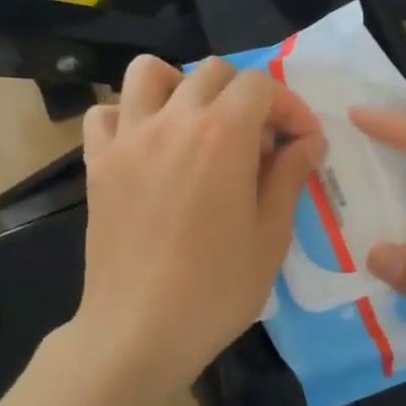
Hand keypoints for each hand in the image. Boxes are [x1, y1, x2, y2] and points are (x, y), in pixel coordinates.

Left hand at [76, 55, 325, 400]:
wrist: (139, 331)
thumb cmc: (216, 290)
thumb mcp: (271, 236)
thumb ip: (290, 176)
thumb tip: (307, 141)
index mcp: (223, 135)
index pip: (262, 86)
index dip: (290, 108)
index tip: (302, 144)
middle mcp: (173, 121)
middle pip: (213, 73)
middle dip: (245, 97)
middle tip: (256, 144)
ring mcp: (129, 139)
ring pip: (149, 73)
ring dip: (180, 87)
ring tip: (196, 126)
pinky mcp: (98, 163)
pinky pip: (106, 115)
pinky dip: (128, 117)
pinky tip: (146, 147)